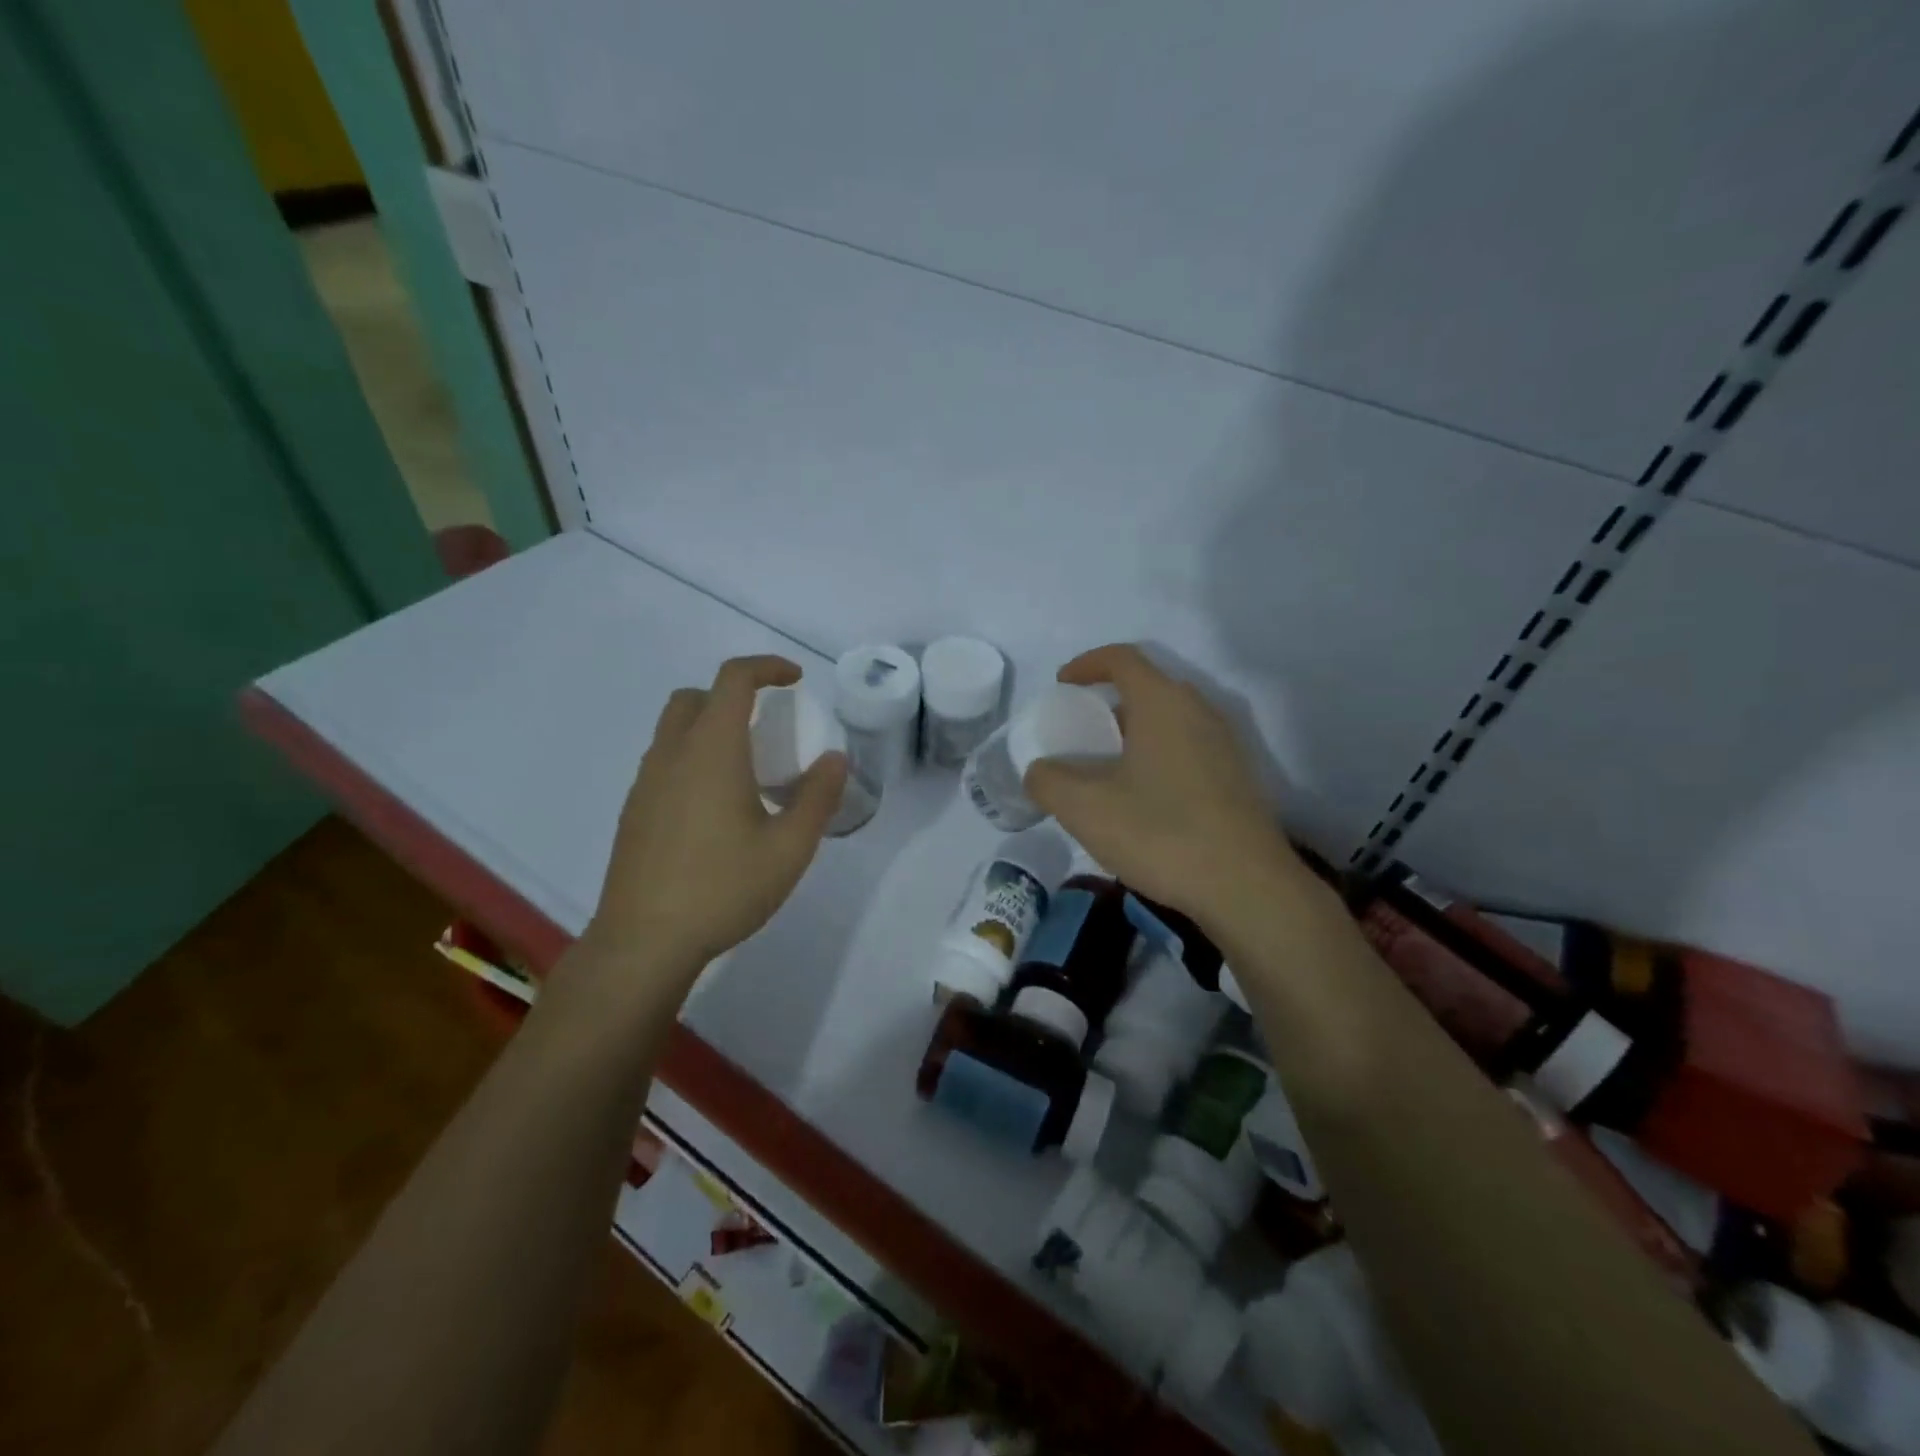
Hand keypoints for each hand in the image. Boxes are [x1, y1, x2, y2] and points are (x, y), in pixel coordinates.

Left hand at [580, 655, 847, 982]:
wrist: (644, 941)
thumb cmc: (723, 888)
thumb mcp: (790, 847)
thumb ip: (818, 797)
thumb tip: (835, 759)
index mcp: (712, 751)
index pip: (733, 680)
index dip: (767, 668)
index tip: (796, 680)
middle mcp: (672, 754)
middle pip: (695, 697)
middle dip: (733, 695)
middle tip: (767, 725)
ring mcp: (645, 783)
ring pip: (674, 730)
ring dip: (710, 728)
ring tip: (747, 771)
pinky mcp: (633, 811)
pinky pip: (664, 762)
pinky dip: (692, 759)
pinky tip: (715, 809)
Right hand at [1024, 644, 1303, 931]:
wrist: (1246, 887)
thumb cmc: (1160, 833)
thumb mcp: (1084, 808)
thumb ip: (1048, 781)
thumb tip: (1041, 772)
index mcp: (1163, 703)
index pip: (1122, 658)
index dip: (1086, 664)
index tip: (1061, 686)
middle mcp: (1199, 712)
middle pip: (1148, 688)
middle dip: (1109, 703)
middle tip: (1082, 735)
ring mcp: (1225, 745)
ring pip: (1170, 721)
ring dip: (1135, 734)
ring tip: (1108, 771)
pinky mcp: (1238, 779)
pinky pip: (1188, 749)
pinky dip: (1158, 757)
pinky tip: (1144, 801)